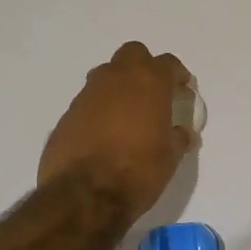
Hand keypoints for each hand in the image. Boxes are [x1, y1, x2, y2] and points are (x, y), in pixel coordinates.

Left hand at [39, 42, 195, 220]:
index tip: (183, 89)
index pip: (168, 64)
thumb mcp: (170, 157)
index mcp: (148, 82)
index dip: (178, 75)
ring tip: (128, 113)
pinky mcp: (68, 113)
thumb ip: (177, 138)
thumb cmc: (138, 171)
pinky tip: (105, 133)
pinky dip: (100, 109)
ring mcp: (88, 94)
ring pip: (107, 74)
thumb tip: (183, 133)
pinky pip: (89, 101)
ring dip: (119, 86)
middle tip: (153, 92)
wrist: (84, 195)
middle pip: (133, 54)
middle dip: (144, 67)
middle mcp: (116, 78)